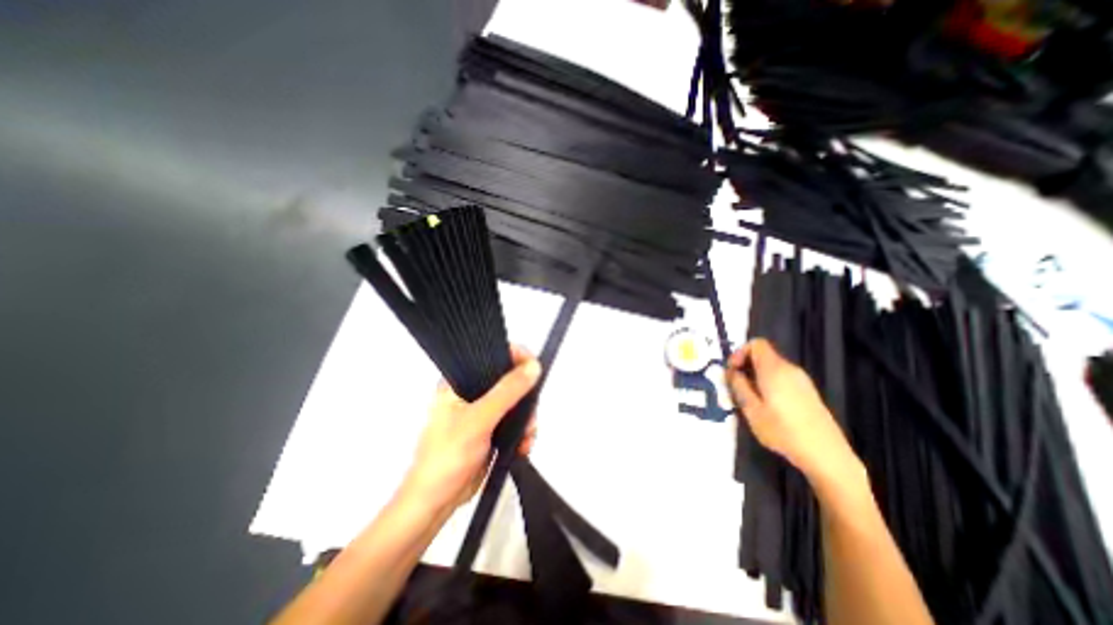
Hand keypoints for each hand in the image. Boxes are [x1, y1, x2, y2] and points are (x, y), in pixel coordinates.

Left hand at [398, 345, 540, 515]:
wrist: (436, 503)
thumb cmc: (446, 458)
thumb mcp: (478, 420)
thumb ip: (507, 392)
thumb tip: (533, 367)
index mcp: (460, 381)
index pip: (493, 356)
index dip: (516, 357)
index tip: (534, 369)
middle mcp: (471, 392)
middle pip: (510, 381)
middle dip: (525, 399)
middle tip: (529, 417)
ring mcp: (482, 411)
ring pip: (516, 403)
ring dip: (527, 419)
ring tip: (525, 437)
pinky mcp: (491, 429)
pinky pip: (515, 421)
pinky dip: (523, 432)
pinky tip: (522, 446)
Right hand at [723, 339, 857, 484]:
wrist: (826, 455)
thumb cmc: (783, 431)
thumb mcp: (751, 410)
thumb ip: (739, 386)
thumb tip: (731, 371)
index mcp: (774, 369)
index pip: (756, 344)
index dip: (739, 352)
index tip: (732, 371)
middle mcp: (790, 369)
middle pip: (763, 355)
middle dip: (746, 366)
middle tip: (736, 387)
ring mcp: (802, 380)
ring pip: (772, 367)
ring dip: (756, 376)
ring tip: (749, 399)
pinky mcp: (808, 392)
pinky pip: (782, 378)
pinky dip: (769, 383)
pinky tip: (768, 406)